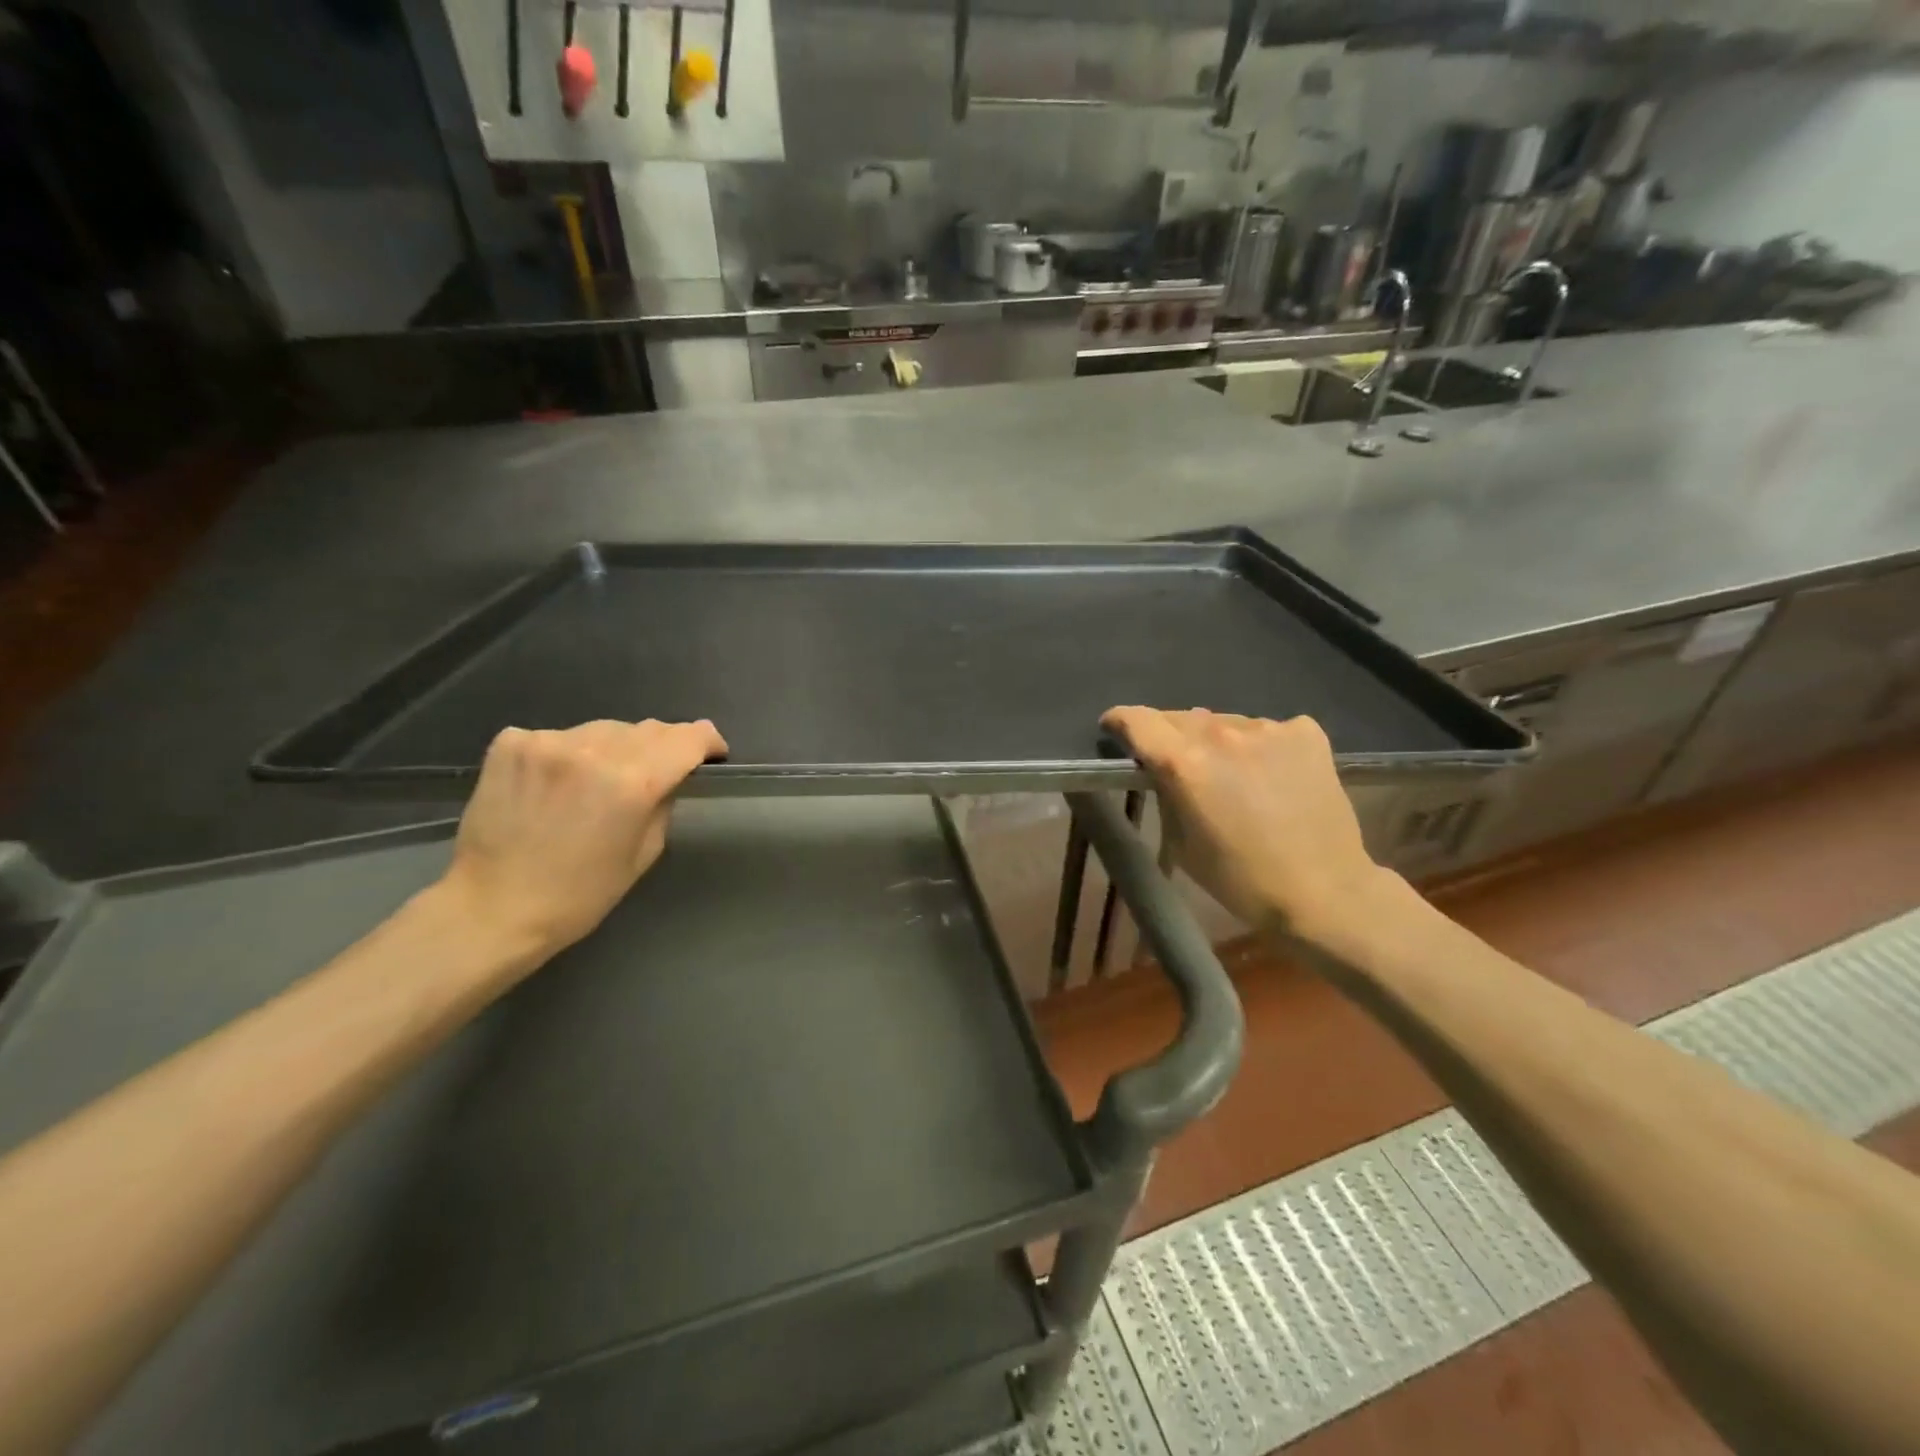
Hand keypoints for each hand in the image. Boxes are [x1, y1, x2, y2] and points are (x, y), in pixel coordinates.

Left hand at [436, 718, 726, 964]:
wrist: (492, 908)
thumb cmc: (580, 895)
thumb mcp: (643, 853)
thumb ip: (662, 802)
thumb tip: (669, 775)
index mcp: (632, 783)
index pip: (687, 738)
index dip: (707, 742)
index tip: (712, 753)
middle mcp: (593, 751)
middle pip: (648, 728)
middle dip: (663, 745)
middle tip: (658, 771)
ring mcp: (548, 742)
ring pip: (604, 729)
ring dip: (615, 748)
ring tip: (600, 780)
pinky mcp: (511, 744)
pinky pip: (559, 736)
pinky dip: (569, 753)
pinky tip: (558, 782)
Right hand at [1101, 707, 1390, 943]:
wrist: (1324, 892)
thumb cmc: (1241, 880)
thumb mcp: (1182, 843)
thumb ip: (1167, 793)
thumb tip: (1162, 767)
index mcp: (1185, 763)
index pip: (1138, 720)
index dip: (1120, 720)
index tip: (1114, 727)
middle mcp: (1223, 734)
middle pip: (1181, 718)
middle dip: (1169, 735)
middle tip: (1177, 764)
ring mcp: (1269, 729)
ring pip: (1225, 723)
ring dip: (1217, 742)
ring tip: (1231, 774)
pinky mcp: (1306, 733)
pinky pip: (1267, 729)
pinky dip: (1260, 745)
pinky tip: (1272, 774)